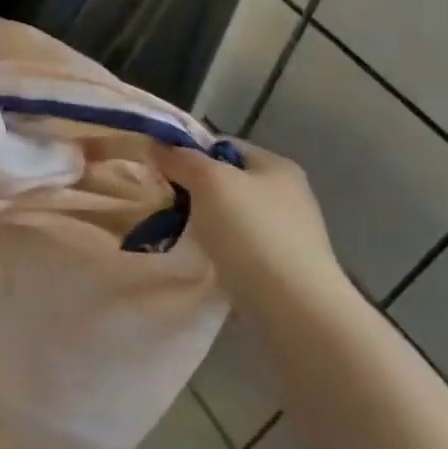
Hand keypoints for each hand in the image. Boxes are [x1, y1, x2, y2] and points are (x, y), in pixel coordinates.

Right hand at [174, 140, 348, 304]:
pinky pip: (237, 244)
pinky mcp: (280, 265)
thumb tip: (155, 143)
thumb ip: (181, 159)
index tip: (159, 170)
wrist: (292, 305)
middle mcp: (287, 193)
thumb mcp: (209, 182)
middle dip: (192, 189)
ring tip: (175, 231)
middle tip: (162, 201)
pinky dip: (217, 246)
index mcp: (276, 166)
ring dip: (202, 220)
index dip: (188, 153)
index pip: (222, 146)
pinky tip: (201, 256)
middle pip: (226, 180)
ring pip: (229, 214)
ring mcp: (286, 231)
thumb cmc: (251, 231)